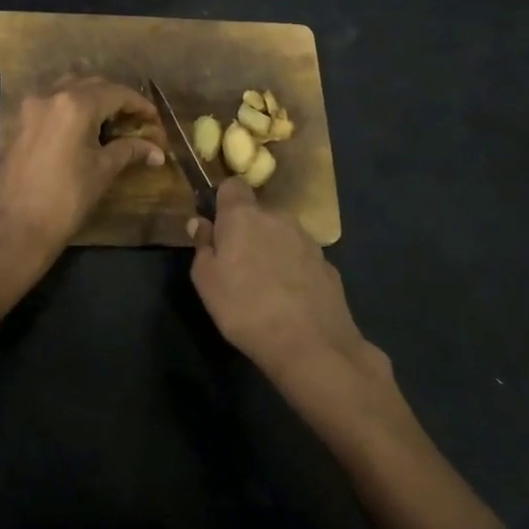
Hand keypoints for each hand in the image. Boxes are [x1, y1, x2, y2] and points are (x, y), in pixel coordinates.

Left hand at [0, 78, 163, 261]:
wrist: (17, 225)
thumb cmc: (66, 198)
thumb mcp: (103, 170)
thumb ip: (130, 150)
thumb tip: (157, 151)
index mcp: (76, 104)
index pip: (116, 93)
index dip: (140, 105)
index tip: (155, 120)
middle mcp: (51, 96)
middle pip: (92, 85)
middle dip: (116, 99)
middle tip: (135, 121)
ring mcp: (31, 107)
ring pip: (69, 89)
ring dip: (92, 99)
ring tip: (110, 122)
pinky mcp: (20, 122)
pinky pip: (52, 104)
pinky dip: (71, 109)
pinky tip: (83, 130)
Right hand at [188, 178, 393, 423]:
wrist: (309, 343)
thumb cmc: (244, 307)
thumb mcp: (206, 280)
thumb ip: (202, 246)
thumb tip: (200, 223)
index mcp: (244, 216)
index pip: (232, 185)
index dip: (223, 201)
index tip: (217, 225)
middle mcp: (278, 218)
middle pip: (258, 214)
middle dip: (247, 231)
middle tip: (236, 265)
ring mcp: (308, 240)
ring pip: (282, 235)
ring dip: (271, 250)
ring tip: (264, 286)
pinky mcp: (328, 265)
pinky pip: (301, 259)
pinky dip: (293, 271)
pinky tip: (289, 300)